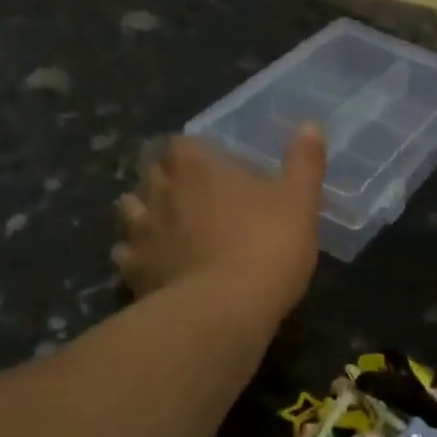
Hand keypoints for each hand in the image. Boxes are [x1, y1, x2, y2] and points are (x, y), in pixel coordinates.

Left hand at [115, 126, 325, 322]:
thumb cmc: (266, 246)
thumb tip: (310, 125)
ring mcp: (141, 231)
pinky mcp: (132, 270)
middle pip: (151, 171)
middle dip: (165, 177)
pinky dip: (136, 255)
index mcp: (197, 166)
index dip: (193, 152)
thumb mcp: (300, 201)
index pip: (180, 143)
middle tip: (190, 193)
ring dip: (143, 212)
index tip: (211, 165)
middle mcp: (161, 191)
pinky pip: (125, 254)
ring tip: (165, 225)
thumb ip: (304, 162)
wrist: (223, 311)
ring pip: (130, 209)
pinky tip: (154, 265)